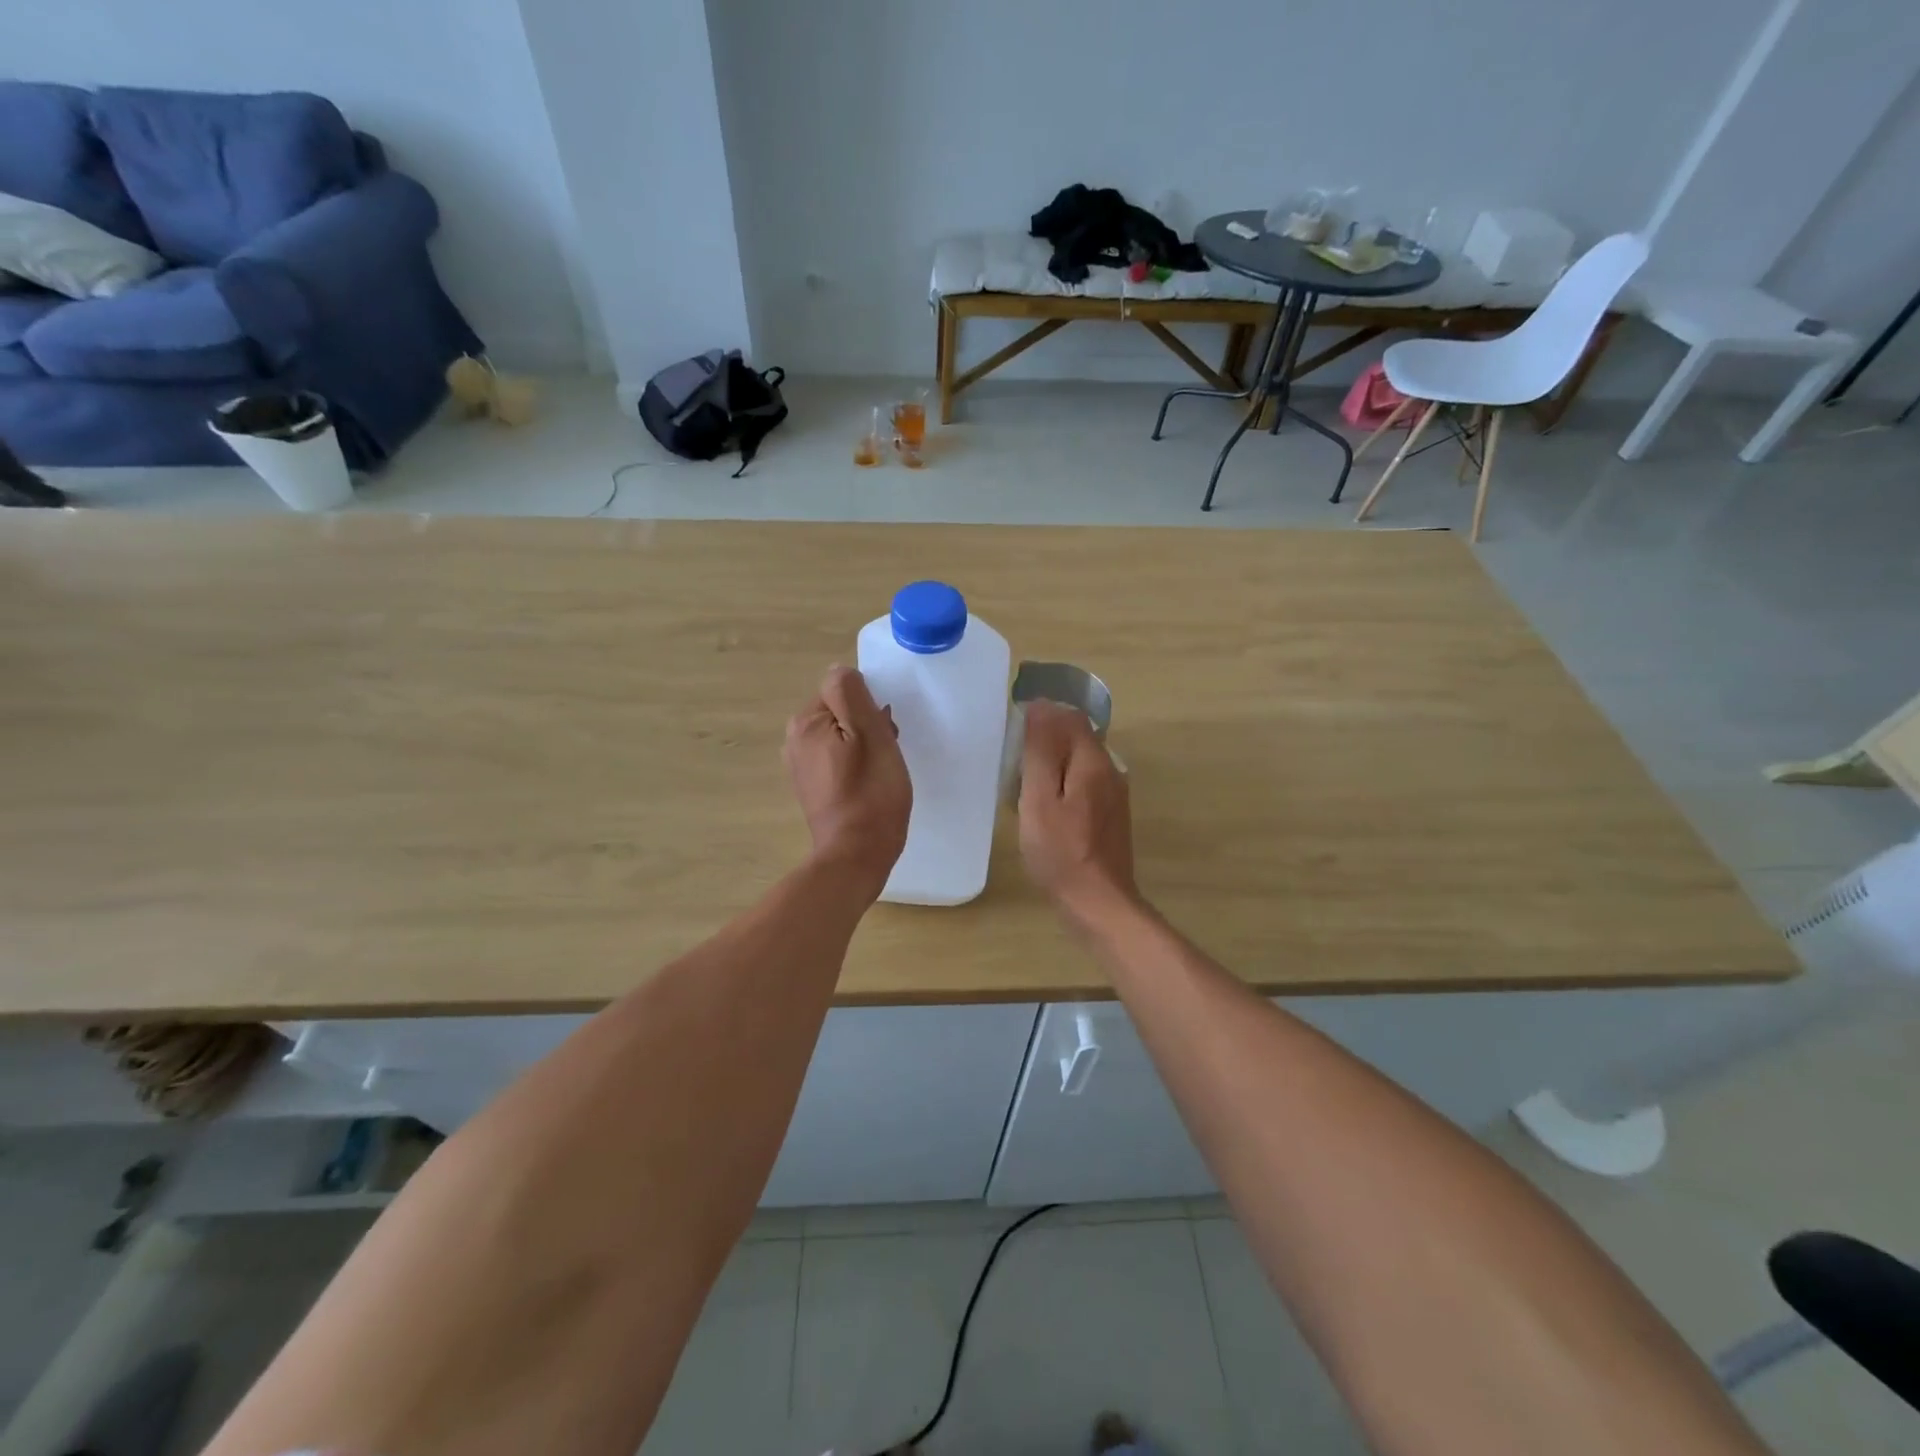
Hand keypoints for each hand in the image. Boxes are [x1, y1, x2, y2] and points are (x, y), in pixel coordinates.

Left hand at [785, 666, 910, 894]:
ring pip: (842, 737)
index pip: (843, 690)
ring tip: (880, 772)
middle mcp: (794, 740)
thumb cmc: (871, 792)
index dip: (869, 708)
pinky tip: (869, 785)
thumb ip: (852, 694)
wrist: (857, 854)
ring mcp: (800, 766)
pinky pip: (838, 760)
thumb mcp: (870, 733)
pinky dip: (855, 765)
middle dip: (867, 726)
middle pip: (841, 713)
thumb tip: (840, 671)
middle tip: (886, 753)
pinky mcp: (812, 788)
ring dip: (864, 746)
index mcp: (806, 722)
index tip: (884, 732)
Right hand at [1018, 700, 1138, 927]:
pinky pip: (1085, 783)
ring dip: (1053, 763)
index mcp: (1093, 762)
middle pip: (1077, 738)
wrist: (1098, 903)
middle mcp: (1110, 771)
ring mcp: (1114, 795)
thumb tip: (1041, 706)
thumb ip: (1040, 751)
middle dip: (1046, 740)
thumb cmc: (1060, 852)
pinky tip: (1045, 807)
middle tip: (1013, 762)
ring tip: (1023, 783)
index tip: (1012, 733)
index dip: (1042, 716)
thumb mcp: (1039, 799)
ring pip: (1080, 762)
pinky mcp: (1111, 815)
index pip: (1070, 718)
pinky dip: (1063, 784)